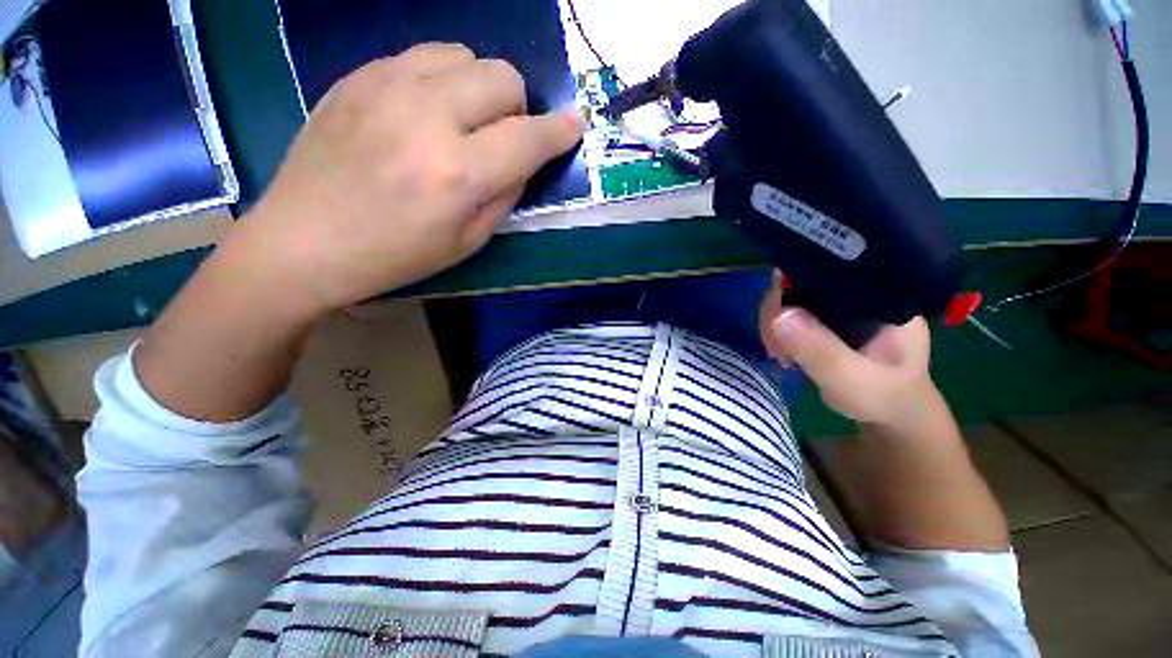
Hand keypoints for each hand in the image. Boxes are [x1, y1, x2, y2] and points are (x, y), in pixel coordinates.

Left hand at [244, 43, 584, 310]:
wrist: (305, 239)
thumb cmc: (395, 254)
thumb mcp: (468, 241)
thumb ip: (505, 196)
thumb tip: (523, 161)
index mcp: (458, 173)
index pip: (528, 137)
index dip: (559, 131)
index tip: (573, 126)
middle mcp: (428, 117)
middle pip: (502, 76)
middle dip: (518, 106)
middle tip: (503, 136)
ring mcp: (387, 85)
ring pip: (464, 55)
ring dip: (480, 87)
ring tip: (464, 121)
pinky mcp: (359, 75)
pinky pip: (423, 57)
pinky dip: (442, 80)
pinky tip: (426, 111)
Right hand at [759, 272, 934, 425]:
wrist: (893, 415)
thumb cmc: (883, 396)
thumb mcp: (852, 378)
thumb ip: (819, 349)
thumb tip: (779, 313)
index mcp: (879, 293)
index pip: (827, 269)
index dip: (792, 285)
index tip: (777, 318)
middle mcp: (858, 291)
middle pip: (801, 282)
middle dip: (778, 312)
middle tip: (776, 347)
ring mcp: (841, 305)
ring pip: (791, 299)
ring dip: (775, 325)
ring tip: (780, 355)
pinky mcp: (826, 319)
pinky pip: (790, 313)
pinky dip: (778, 331)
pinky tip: (783, 352)